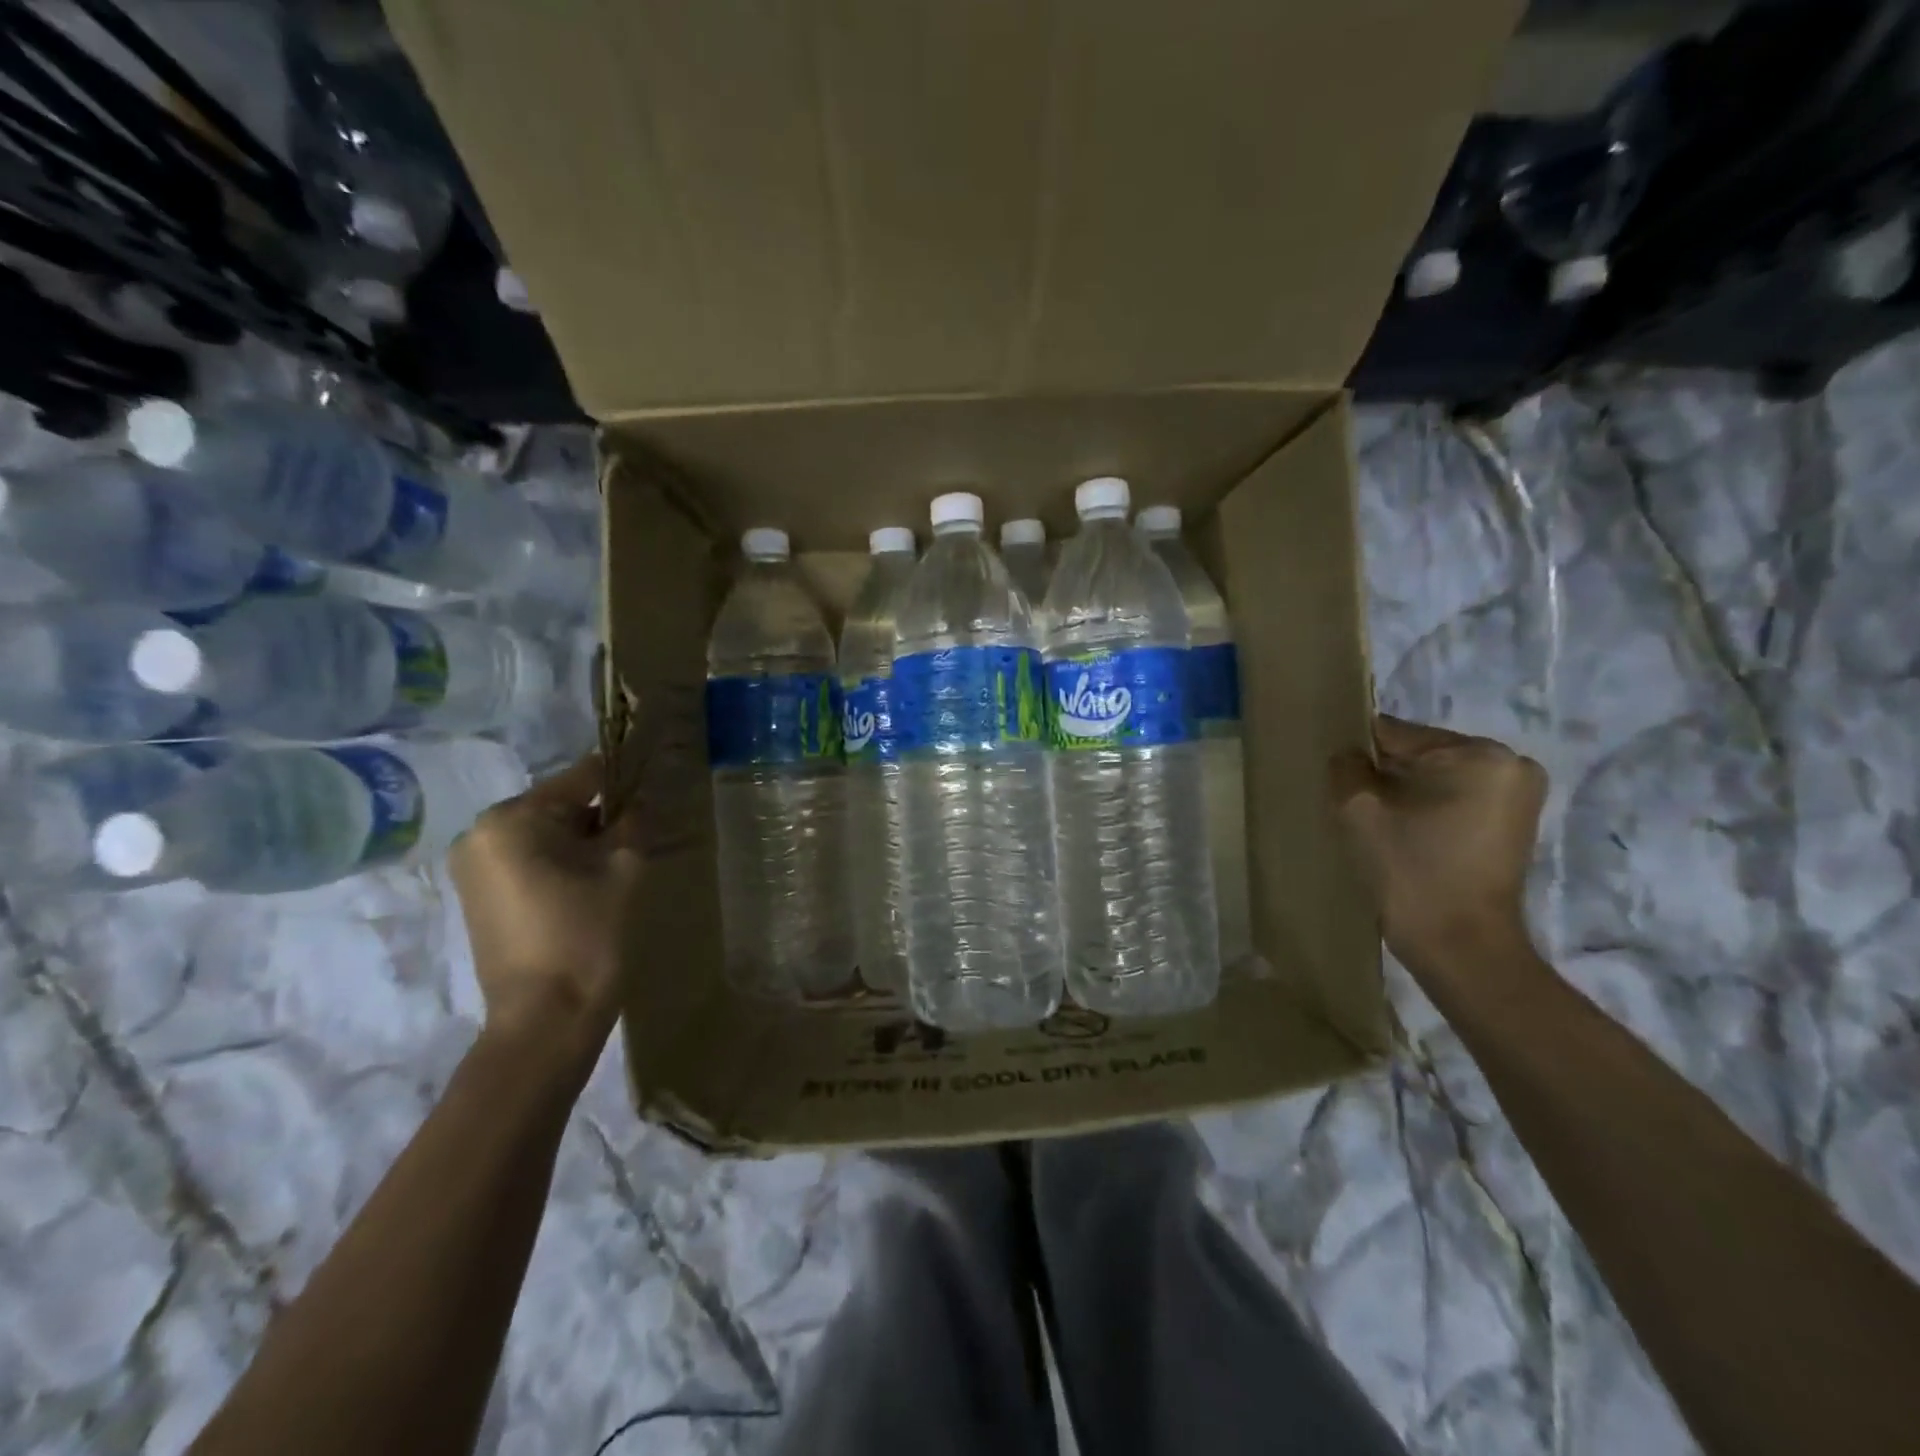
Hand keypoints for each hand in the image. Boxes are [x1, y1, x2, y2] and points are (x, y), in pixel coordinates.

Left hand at [448, 755, 643, 1067]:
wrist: (546, 1019)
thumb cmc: (588, 933)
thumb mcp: (626, 866)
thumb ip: (633, 820)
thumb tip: (637, 799)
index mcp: (512, 818)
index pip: (580, 778)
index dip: (621, 779)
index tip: (652, 784)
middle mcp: (479, 834)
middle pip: (557, 806)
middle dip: (598, 818)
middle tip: (637, 839)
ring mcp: (471, 868)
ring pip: (542, 835)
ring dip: (579, 843)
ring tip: (614, 868)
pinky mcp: (476, 897)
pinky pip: (526, 860)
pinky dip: (558, 864)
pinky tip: (587, 889)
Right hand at [1330, 716, 1546, 975]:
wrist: (1460, 944)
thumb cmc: (1410, 869)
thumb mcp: (1358, 808)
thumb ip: (1345, 766)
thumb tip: (1349, 756)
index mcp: (1478, 753)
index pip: (1397, 734)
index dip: (1359, 756)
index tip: (1340, 784)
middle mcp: (1510, 763)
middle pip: (1420, 754)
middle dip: (1387, 777)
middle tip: (1361, 813)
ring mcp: (1519, 795)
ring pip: (1436, 778)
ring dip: (1406, 796)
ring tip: (1383, 829)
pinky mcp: (1514, 823)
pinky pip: (1455, 799)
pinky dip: (1427, 812)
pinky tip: (1407, 839)